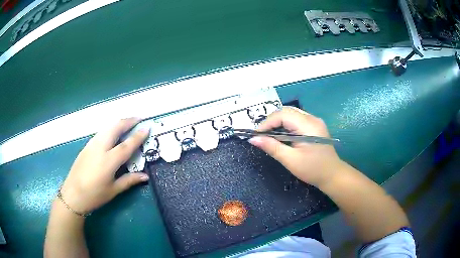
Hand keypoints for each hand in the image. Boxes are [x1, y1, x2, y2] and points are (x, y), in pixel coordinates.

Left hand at [59, 118, 149, 213]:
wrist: (72, 195)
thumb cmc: (94, 195)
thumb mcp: (113, 190)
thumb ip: (130, 180)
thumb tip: (145, 176)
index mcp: (108, 161)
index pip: (127, 145)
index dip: (138, 136)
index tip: (147, 127)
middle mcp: (100, 148)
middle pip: (115, 128)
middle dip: (128, 121)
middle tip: (139, 118)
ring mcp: (91, 145)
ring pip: (107, 127)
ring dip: (119, 123)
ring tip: (128, 123)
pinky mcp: (86, 146)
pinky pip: (101, 132)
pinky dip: (110, 128)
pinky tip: (113, 133)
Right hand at [249, 106, 343, 186]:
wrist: (332, 175)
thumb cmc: (313, 170)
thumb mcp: (291, 160)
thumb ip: (272, 147)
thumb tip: (253, 139)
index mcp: (308, 126)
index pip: (283, 115)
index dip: (267, 122)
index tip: (256, 135)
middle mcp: (312, 118)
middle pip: (286, 111)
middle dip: (271, 121)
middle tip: (261, 135)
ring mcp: (314, 121)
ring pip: (291, 114)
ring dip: (278, 122)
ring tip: (269, 135)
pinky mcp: (314, 126)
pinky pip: (296, 119)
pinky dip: (285, 125)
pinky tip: (281, 135)